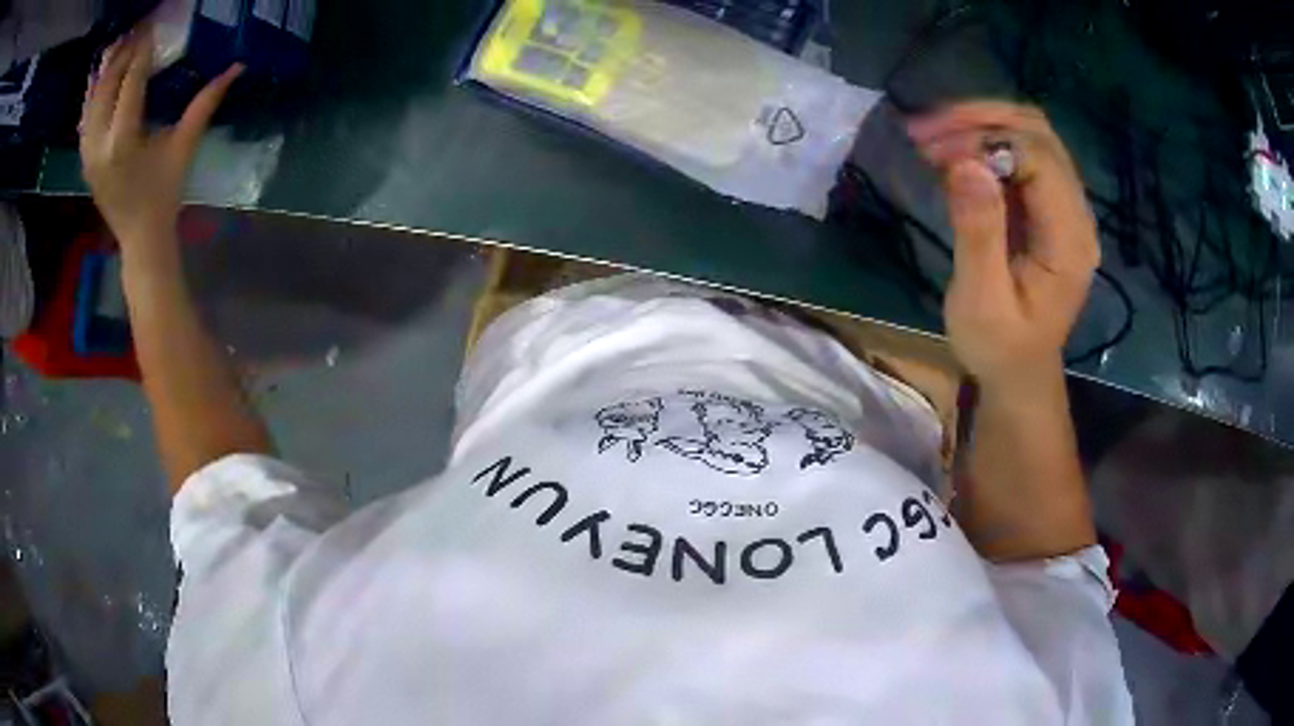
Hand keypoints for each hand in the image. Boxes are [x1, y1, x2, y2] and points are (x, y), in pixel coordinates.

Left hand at [80, 27, 241, 254]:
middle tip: (140, 28)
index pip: (132, 80)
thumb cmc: (163, 194)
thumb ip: (206, 103)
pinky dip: (94, 91)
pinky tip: (102, 74)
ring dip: (107, 68)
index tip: (155, 24)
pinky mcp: (85, 158)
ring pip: (93, 98)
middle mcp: (99, 144)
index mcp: (123, 140)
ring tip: (122, 43)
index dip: (144, 48)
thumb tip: (237, 67)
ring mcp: (88, 153)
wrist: (139, 238)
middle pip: (108, 84)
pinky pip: (86, 116)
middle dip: (124, 52)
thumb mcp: (184, 147)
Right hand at [907, 102, 1099, 390]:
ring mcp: (1065, 205)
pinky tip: (952, 152)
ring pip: (1029, 132)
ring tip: (932, 137)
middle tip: (926, 131)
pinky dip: (984, 141)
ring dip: (980, 124)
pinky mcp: (1047, 205)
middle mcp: (1076, 212)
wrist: (1019, 372)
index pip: (1038, 156)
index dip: (987, 140)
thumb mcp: (982, 301)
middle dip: (981, 119)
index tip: (935, 151)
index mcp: (1070, 239)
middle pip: (1037, 131)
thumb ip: (979, 233)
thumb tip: (965, 164)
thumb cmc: (999, 347)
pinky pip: (1021, 152)